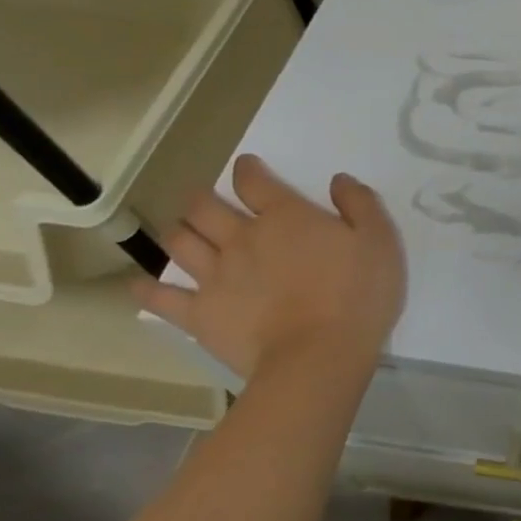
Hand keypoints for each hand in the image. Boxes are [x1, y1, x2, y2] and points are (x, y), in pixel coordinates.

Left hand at [137, 155, 405, 386]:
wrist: (319, 355)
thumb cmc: (357, 294)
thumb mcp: (379, 240)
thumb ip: (360, 204)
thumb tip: (338, 181)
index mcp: (285, 217)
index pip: (255, 182)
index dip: (248, 170)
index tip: (246, 166)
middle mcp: (242, 238)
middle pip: (206, 208)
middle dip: (202, 197)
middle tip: (205, 199)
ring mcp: (216, 276)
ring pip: (180, 243)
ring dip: (179, 231)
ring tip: (183, 231)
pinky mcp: (200, 314)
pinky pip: (162, 298)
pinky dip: (147, 290)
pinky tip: (140, 286)